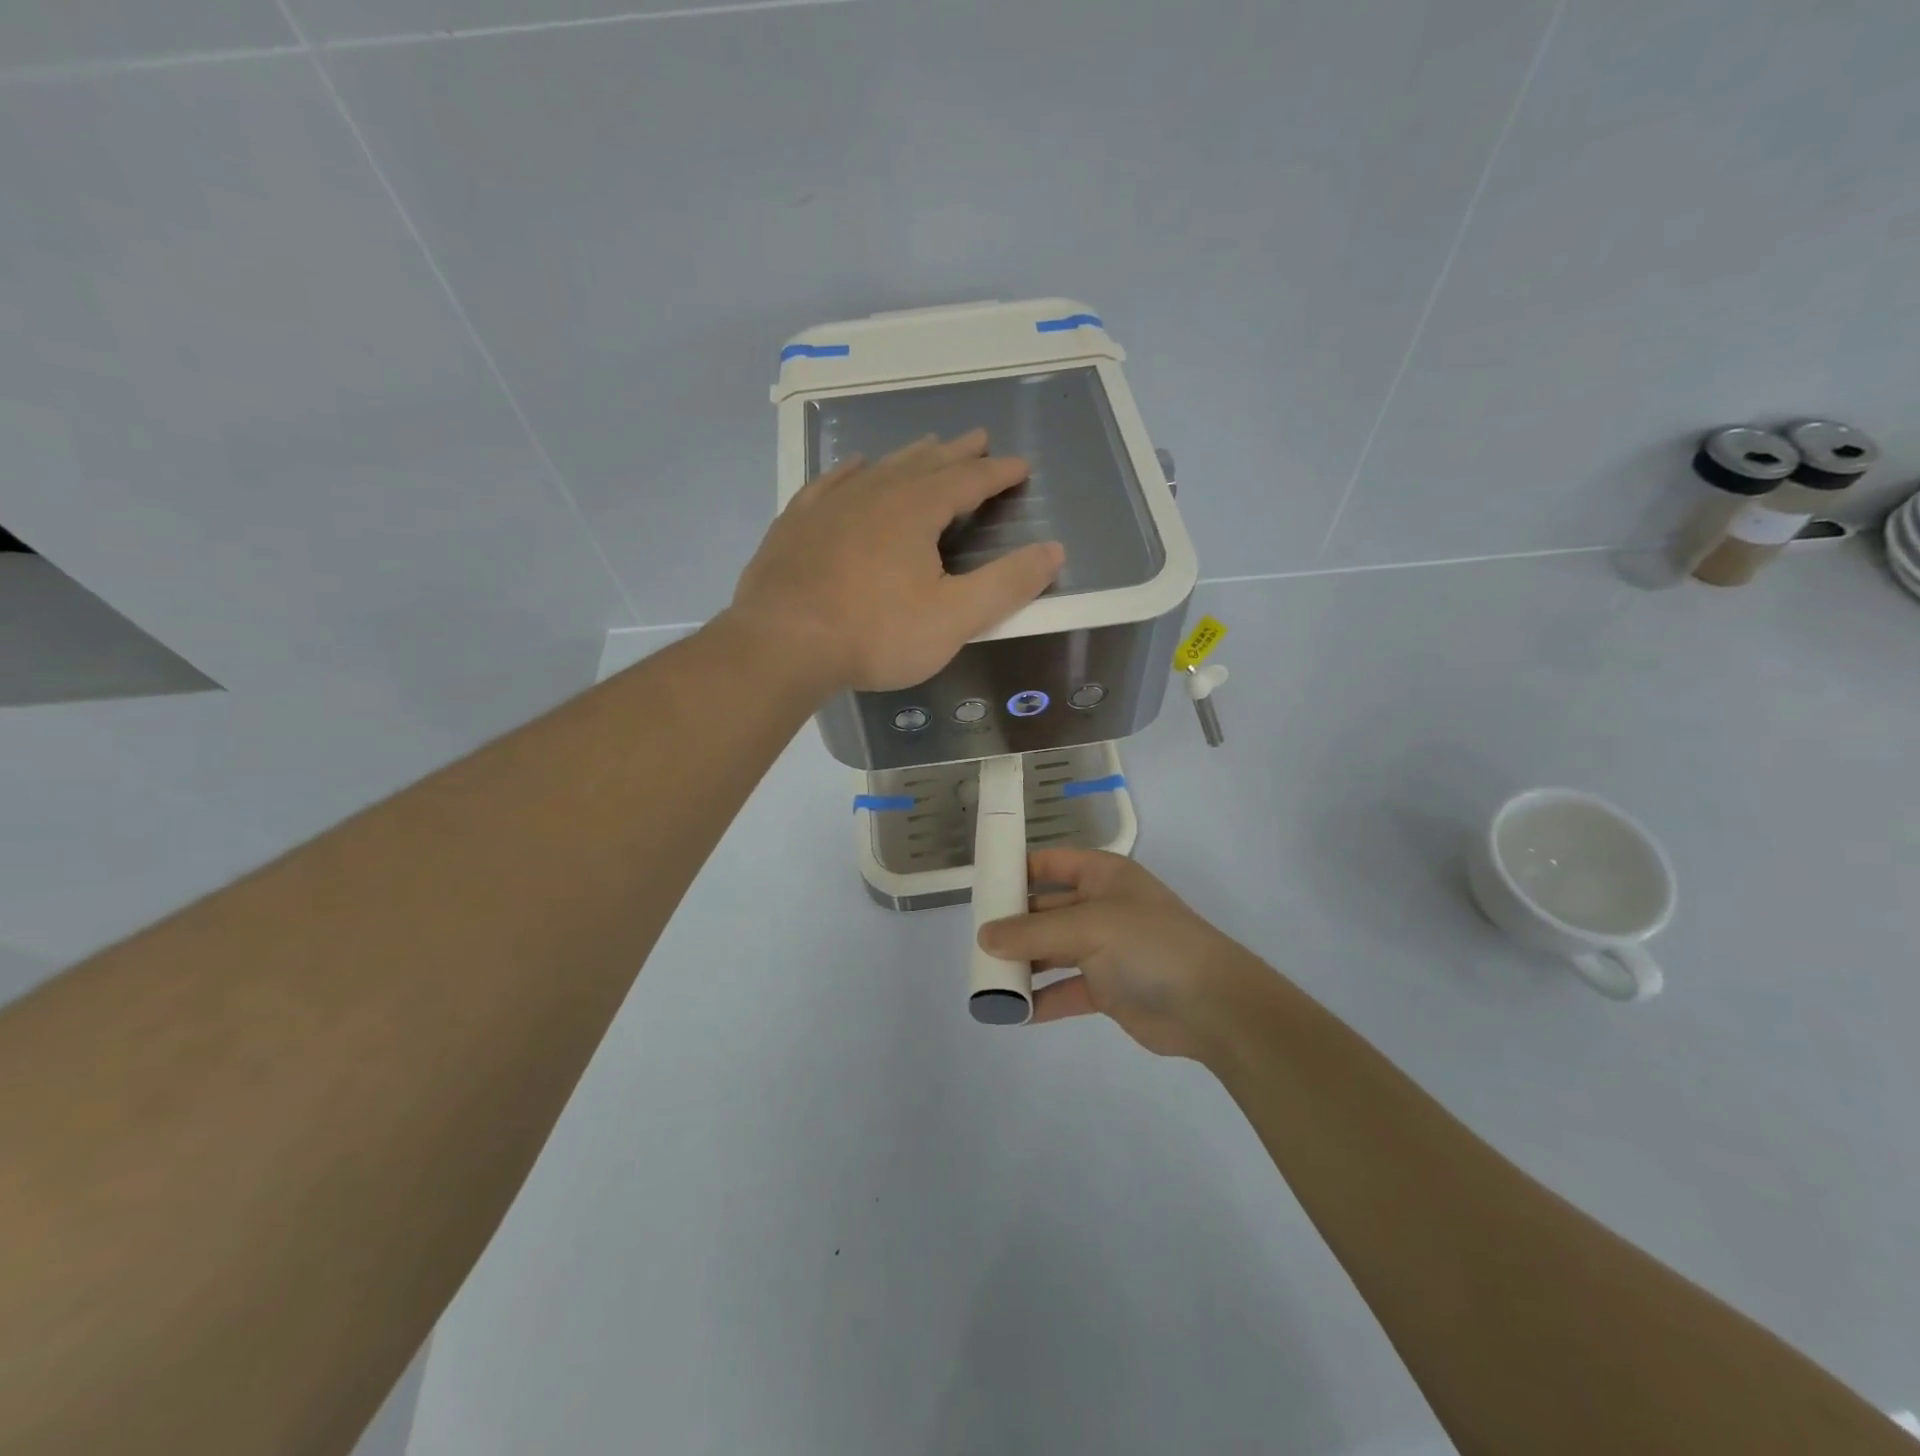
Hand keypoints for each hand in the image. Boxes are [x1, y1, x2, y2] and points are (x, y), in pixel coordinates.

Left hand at [727, 430, 1064, 693]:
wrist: (782, 644)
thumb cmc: (875, 634)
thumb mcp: (954, 618)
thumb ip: (1007, 584)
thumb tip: (1054, 550)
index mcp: (917, 510)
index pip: (969, 480)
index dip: (998, 473)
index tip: (1020, 465)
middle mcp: (875, 493)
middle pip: (925, 463)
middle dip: (957, 453)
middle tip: (978, 437)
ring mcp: (830, 504)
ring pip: (880, 468)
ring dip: (910, 456)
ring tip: (927, 446)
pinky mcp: (796, 523)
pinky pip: (830, 483)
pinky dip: (851, 472)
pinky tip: (854, 468)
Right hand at [977, 849, 1272, 1060]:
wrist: (1213, 1006)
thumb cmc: (1150, 945)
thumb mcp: (1089, 927)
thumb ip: (1033, 931)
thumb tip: (984, 936)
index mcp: (1102, 877)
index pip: (1051, 863)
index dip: (1017, 871)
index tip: (981, 888)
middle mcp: (1102, 907)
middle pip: (1046, 909)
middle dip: (1014, 924)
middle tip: (975, 942)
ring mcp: (1106, 949)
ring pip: (1053, 951)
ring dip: (1024, 964)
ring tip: (987, 978)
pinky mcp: (1108, 989)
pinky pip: (1065, 989)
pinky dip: (1042, 999)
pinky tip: (1013, 1010)